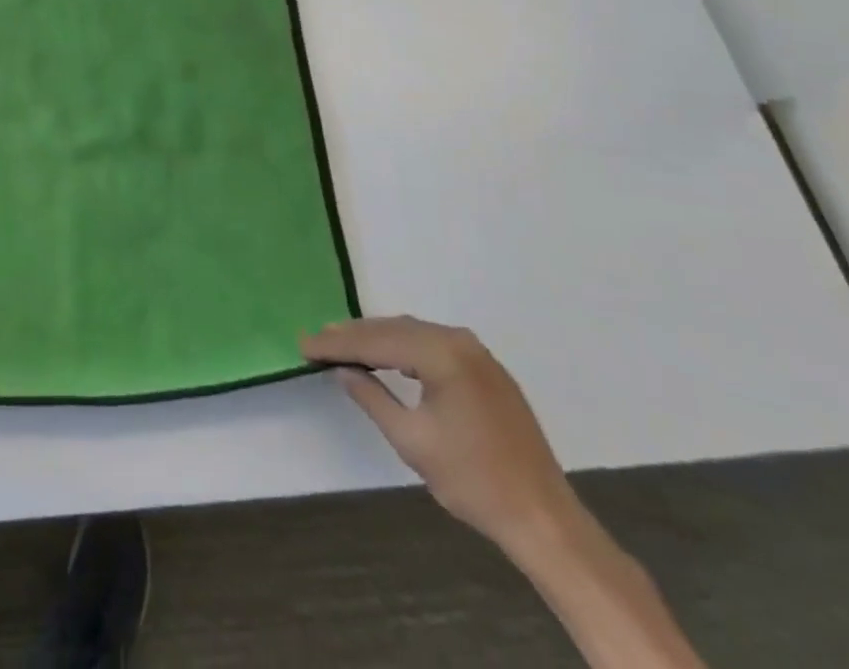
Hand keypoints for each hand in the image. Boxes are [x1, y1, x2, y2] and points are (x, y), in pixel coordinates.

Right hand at [303, 315, 579, 557]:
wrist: (543, 518)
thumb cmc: (472, 481)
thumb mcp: (411, 440)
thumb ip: (371, 397)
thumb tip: (343, 370)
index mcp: (443, 354)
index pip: (377, 340)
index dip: (337, 343)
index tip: (304, 344)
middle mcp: (460, 341)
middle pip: (395, 329)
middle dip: (355, 335)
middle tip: (318, 340)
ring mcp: (478, 354)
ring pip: (414, 334)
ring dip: (378, 339)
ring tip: (343, 345)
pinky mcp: (487, 370)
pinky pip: (434, 345)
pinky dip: (404, 349)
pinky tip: (387, 358)